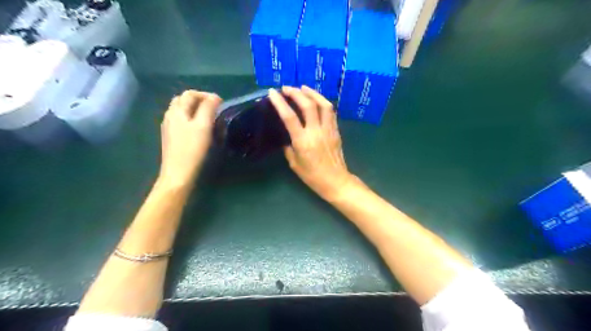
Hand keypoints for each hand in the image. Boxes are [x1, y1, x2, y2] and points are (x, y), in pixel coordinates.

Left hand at [158, 89, 219, 188]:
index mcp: (177, 111)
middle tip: (214, 108)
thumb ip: (208, 109)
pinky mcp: (171, 137)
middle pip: (183, 100)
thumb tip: (214, 97)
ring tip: (208, 117)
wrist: (178, 173)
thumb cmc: (192, 149)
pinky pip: (180, 120)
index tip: (221, 103)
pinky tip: (198, 128)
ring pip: (181, 110)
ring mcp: (169, 126)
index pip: (190, 94)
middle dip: (199, 100)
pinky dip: (190, 118)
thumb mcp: (203, 127)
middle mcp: (170, 115)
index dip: (206, 95)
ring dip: (194, 109)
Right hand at [268, 86, 354, 201]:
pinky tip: (317, 100)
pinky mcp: (336, 131)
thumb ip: (289, 148)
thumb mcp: (294, 164)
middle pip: (307, 105)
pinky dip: (323, 102)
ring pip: (323, 104)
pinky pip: (331, 112)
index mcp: (302, 141)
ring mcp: (328, 130)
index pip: (289, 117)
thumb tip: (287, 137)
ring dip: (312, 93)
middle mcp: (316, 131)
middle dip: (296, 93)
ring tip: (303, 88)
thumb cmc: (312, 176)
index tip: (272, 92)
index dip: (280, 102)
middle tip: (287, 88)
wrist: (336, 181)